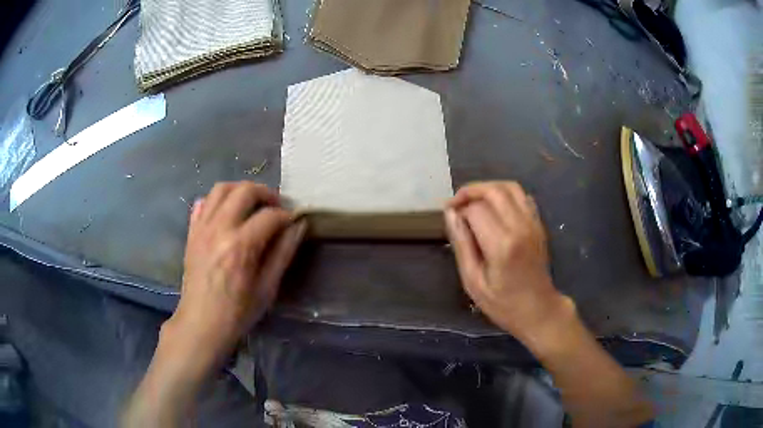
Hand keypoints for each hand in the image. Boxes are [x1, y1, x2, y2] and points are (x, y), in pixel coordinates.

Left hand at [164, 181, 305, 374]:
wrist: (201, 323)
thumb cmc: (238, 312)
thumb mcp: (267, 288)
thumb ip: (283, 253)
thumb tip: (299, 226)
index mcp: (241, 246)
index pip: (270, 216)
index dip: (286, 216)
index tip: (293, 223)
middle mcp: (219, 229)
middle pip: (244, 191)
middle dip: (266, 194)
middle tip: (276, 207)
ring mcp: (202, 228)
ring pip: (221, 189)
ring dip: (240, 190)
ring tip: (252, 204)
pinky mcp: (192, 232)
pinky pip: (203, 203)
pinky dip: (217, 201)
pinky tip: (227, 213)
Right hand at [445, 181, 570, 343]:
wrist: (539, 310)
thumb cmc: (503, 303)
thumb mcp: (473, 281)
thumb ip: (462, 244)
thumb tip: (450, 214)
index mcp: (502, 244)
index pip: (476, 209)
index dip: (459, 209)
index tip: (451, 219)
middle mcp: (520, 227)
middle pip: (494, 190)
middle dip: (471, 191)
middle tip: (457, 204)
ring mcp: (533, 223)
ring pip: (510, 187)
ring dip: (489, 188)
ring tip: (474, 202)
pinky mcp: (539, 225)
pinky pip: (523, 196)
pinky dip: (506, 194)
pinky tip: (496, 209)